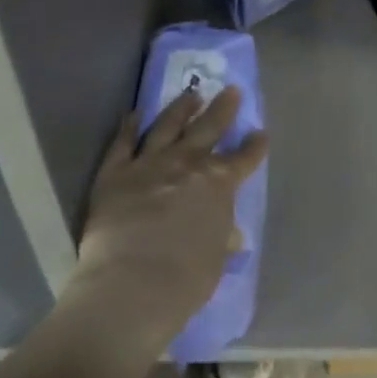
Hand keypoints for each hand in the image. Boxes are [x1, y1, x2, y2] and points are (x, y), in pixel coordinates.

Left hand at [70, 88, 268, 352]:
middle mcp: (187, 163)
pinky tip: (134, 115)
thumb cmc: (184, 281)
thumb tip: (229, 233)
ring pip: (168, 125)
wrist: (131, 287)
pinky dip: (128, 127)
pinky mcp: (115, 172)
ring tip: (191, 94)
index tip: (261, 134)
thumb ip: (220, 236)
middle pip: (209, 127)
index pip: (244, 159)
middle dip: (223, 108)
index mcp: (219, 183)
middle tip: (231, 90)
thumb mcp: (215, 258)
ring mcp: (150, 163)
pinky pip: (123, 143)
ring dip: (181, 108)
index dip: (255, 146)